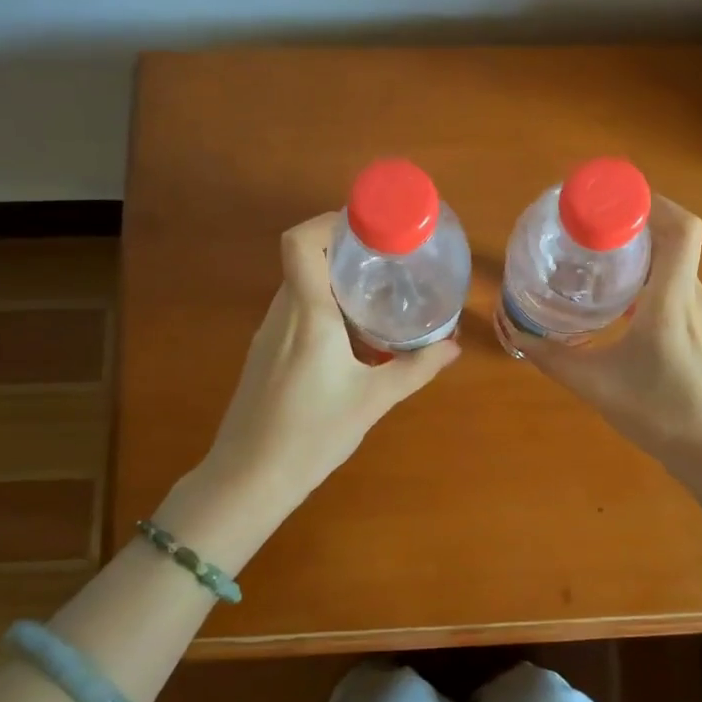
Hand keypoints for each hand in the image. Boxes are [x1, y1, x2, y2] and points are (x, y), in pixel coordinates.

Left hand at [191, 212, 459, 526]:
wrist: (248, 479)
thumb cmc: (312, 434)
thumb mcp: (374, 400)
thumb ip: (416, 368)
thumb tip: (453, 346)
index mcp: (308, 313)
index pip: (300, 241)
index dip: (330, 221)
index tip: (370, 228)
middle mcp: (282, 313)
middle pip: (306, 259)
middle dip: (346, 253)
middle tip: (389, 263)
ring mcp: (268, 334)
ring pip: (300, 287)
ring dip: (335, 283)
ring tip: (377, 298)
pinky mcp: (264, 354)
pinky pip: (295, 312)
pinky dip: (323, 309)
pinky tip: (351, 340)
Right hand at [526, 197, 701, 481]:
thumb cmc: (663, 415)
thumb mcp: (596, 386)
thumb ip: (551, 357)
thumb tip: (513, 329)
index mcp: (673, 299)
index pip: (680, 227)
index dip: (649, 201)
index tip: (605, 200)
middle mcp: (693, 294)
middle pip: (673, 235)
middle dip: (631, 221)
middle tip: (585, 226)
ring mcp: (701, 311)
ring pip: (674, 259)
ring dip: (639, 248)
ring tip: (594, 255)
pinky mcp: (700, 327)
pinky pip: (674, 282)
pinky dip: (646, 274)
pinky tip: (615, 296)